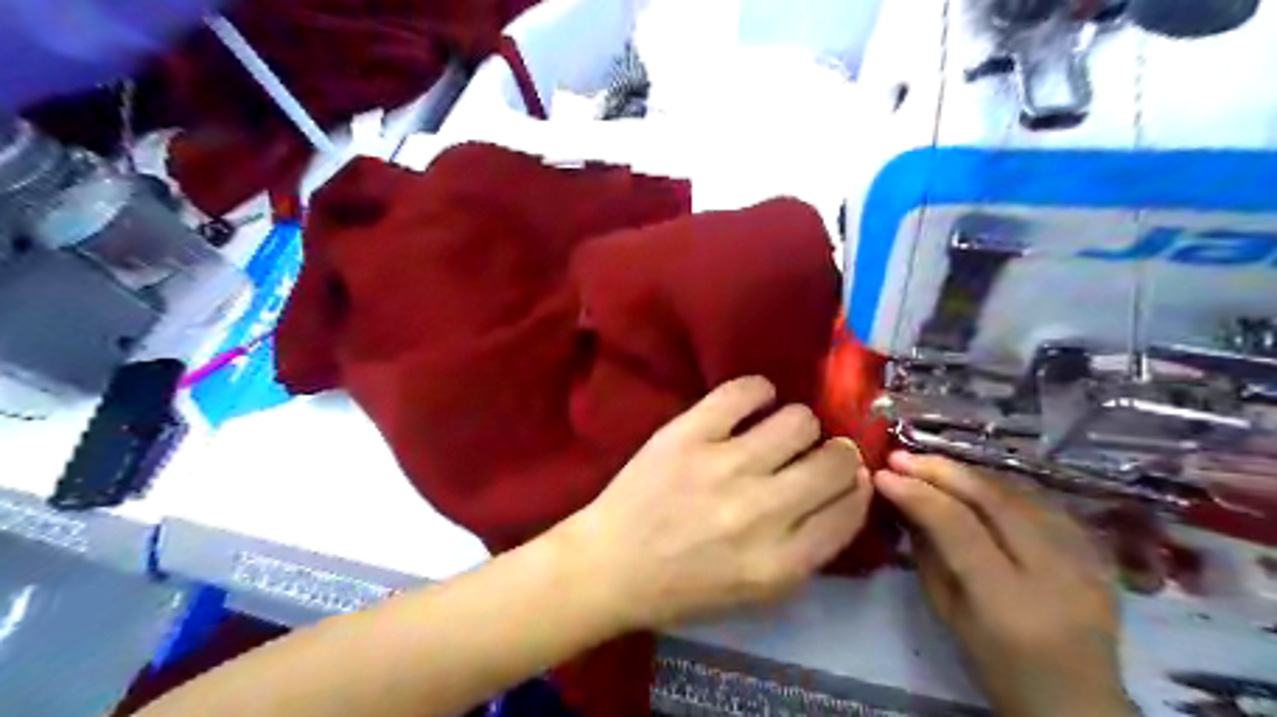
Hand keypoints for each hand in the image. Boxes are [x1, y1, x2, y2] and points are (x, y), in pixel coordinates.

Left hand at [560, 375, 873, 626]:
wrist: (610, 565)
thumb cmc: (683, 587)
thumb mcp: (758, 592)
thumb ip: (807, 549)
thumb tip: (845, 492)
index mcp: (781, 563)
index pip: (850, 508)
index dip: (856, 486)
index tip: (847, 476)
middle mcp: (762, 512)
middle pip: (834, 461)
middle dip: (836, 453)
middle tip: (815, 452)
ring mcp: (724, 467)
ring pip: (798, 420)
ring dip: (797, 425)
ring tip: (776, 432)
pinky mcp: (689, 434)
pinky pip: (745, 391)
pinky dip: (758, 392)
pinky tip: (753, 404)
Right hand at [872, 454, 1130, 715]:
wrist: (1077, 700)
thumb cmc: (997, 667)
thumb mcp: (947, 614)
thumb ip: (927, 554)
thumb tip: (905, 501)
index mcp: (1009, 601)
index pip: (958, 526)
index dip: (918, 493)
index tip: (883, 473)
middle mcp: (1054, 573)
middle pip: (994, 500)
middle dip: (942, 470)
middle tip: (902, 456)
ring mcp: (1085, 560)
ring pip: (1020, 493)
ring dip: (970, 472)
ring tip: (932, 464)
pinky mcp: (1099, 553)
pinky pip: (1043, 503)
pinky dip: (1002, 486)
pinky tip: (976, 482)